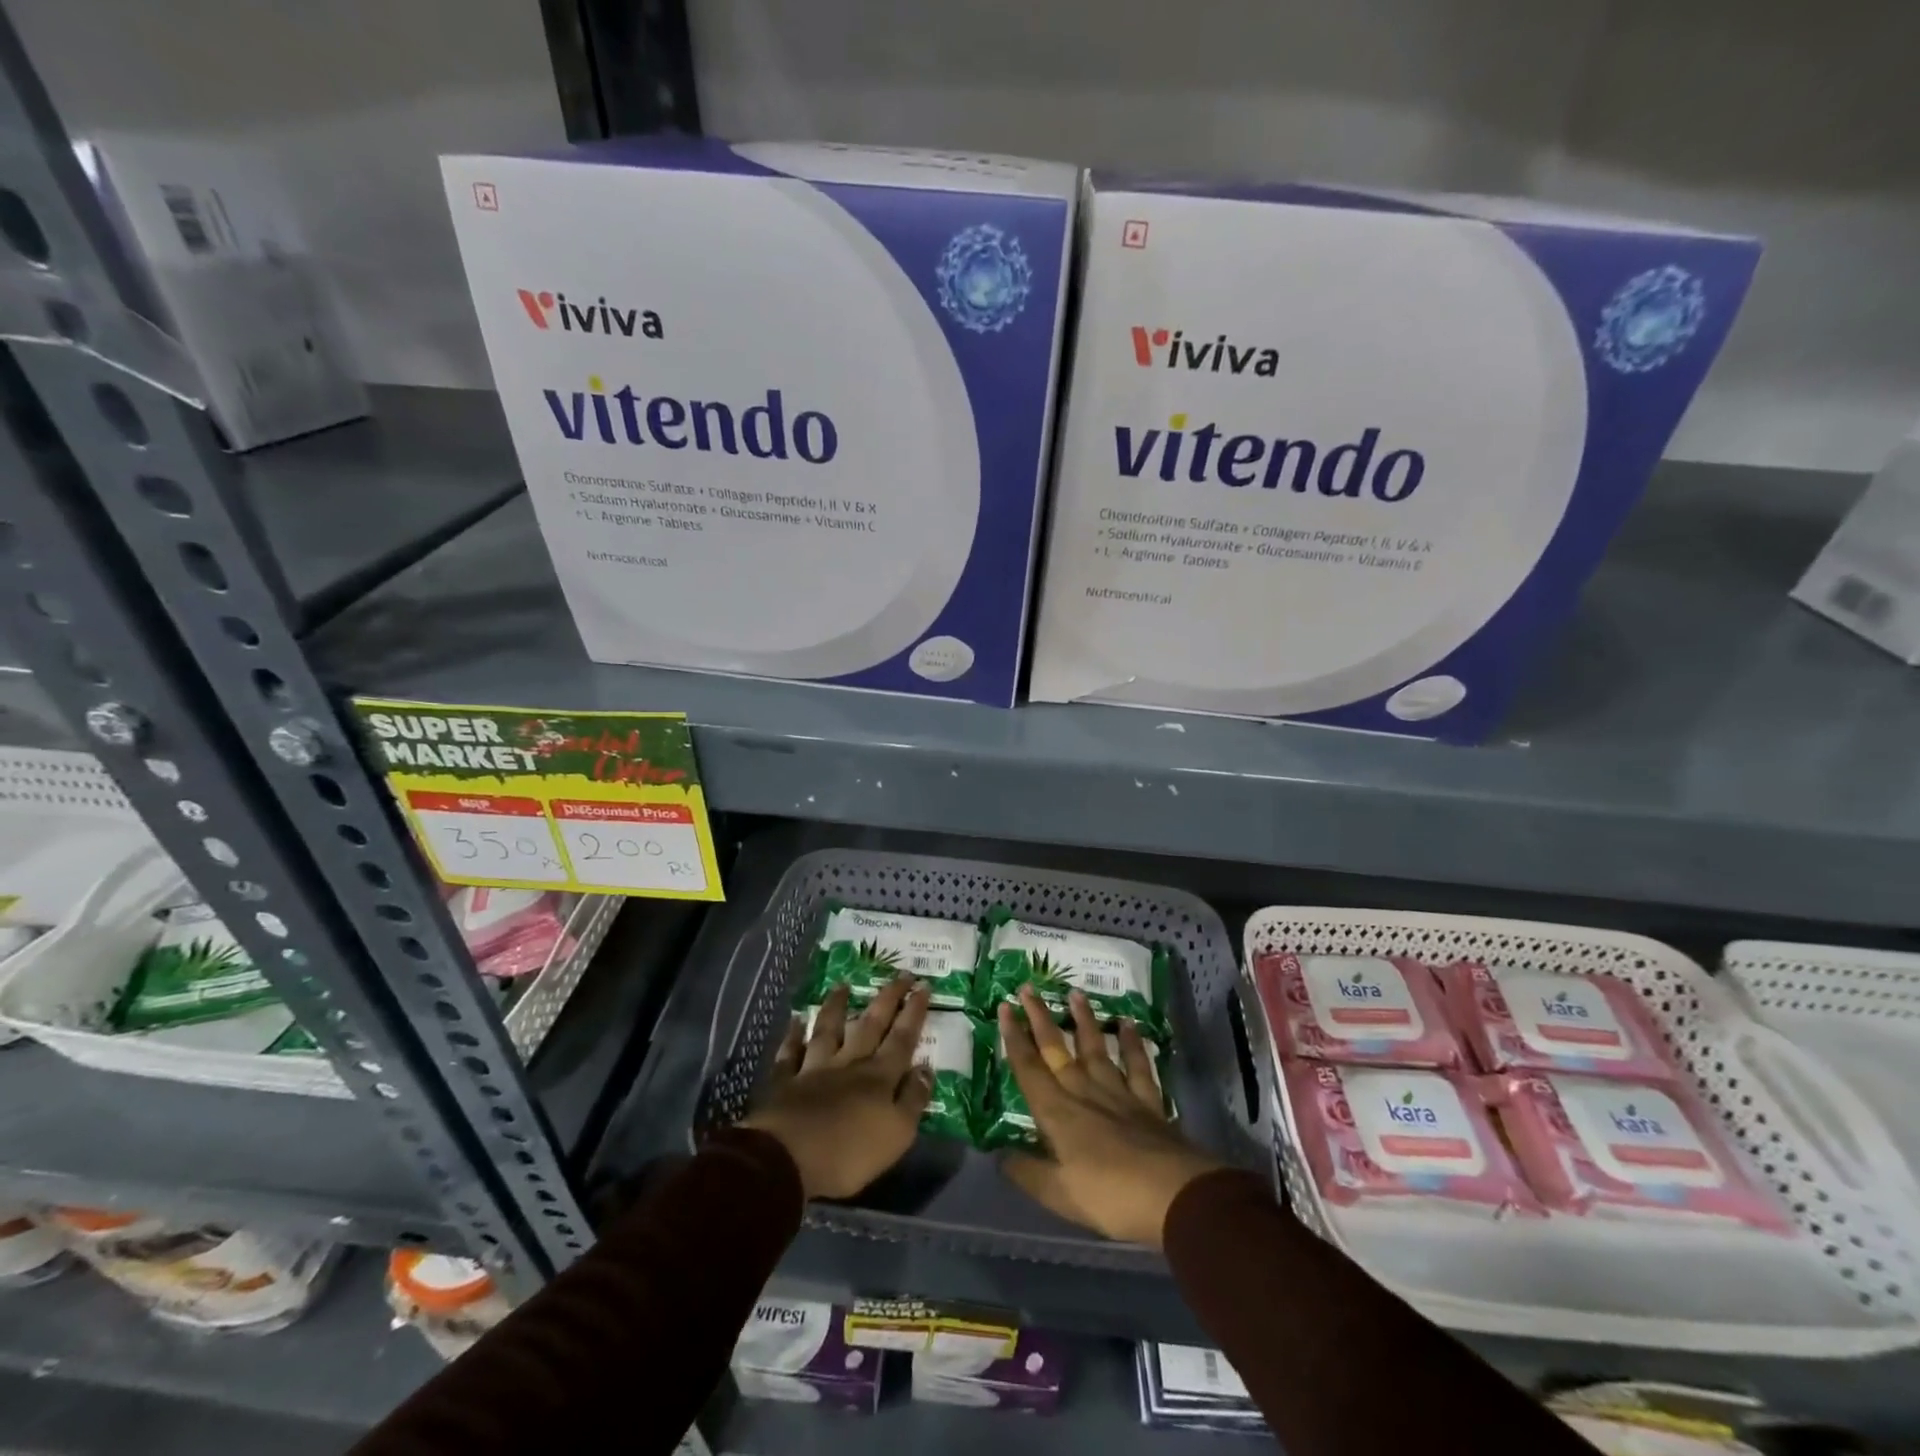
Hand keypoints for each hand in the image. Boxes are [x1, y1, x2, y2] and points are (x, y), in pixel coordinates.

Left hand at [741, 978, 932, 1199]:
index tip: (923, 985)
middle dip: (887, 998)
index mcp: (879, 1077)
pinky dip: (793, 1036)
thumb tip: (926, 1068)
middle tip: (899, 973)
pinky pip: (790, 1053)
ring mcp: (815, 1069)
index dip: (914, 1012)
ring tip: (843, 985)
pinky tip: (796, 1020)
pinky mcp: (786, 1082)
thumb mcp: (897, 1133)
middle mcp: (849, 1063)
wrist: (788, 1159)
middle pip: (871, 1025)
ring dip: (837, 1007)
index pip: (902, 1038)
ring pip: (828, 1030)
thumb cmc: (850, 1152)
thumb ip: (913, 1099)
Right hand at [997, 987, 1225, 1246]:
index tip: (1005, 1007)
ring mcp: (1118, 1093)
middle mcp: (1084, 1092)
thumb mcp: (1059, 1195)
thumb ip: (1028, 1173)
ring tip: (1075, 993)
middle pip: (1057, 1049)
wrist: (1174, 1196)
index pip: (1029, 1068)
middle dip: (1040, 1018)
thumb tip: (999, 1155)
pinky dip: (1132, 1043)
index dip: (1015, 1038)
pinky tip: (1128, 1024)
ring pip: (1096, 1048)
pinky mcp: (1148, 1101)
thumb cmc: (1110, 1197)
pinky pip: (1136, 1065)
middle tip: (1028, 987)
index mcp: (1058, 1113)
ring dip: (1084, 1020)